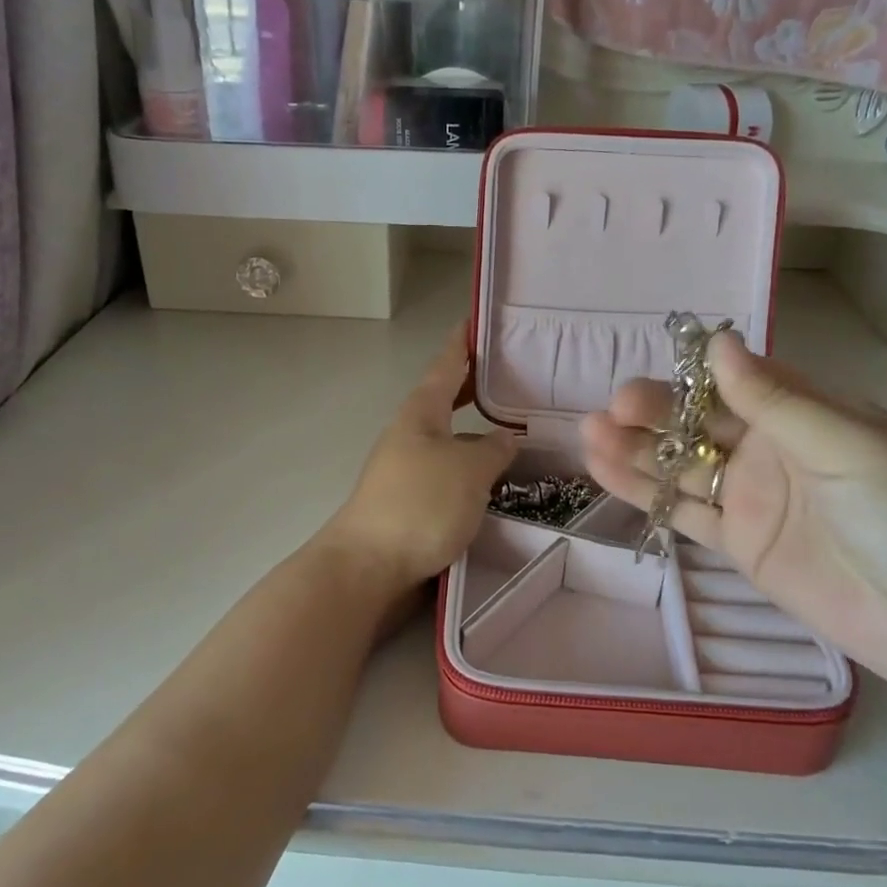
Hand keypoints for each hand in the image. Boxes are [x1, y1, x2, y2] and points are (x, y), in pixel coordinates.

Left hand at [321, 328, 517, 624]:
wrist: (367, 567)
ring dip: (479, 429)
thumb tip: (505, 438)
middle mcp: (412, 433)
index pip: (447, 364)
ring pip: (451, 436)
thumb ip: (494, 449)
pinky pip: (450, 469)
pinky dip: (474, 465)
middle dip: (478, 385)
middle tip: (517, 375)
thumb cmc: (420, 504)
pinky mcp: (412, 500)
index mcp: (422, 412)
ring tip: (519, 428)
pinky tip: (496, 479)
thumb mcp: (468, 469)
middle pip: (448, 398)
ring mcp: (409, 467)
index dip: (464, 341)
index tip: (479, 318)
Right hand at [581, 332, 886, 706]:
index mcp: (807, 413)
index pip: (738, 380)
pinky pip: (684, 511)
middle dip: (655, 412)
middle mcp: (773, 448)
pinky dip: (644, 492)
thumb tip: (719, 342)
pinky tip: (604, 471)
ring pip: (682, 464)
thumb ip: (776, 400)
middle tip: (613, 409)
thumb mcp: (847, 446)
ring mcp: (752, 497)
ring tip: (589, 433)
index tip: (654, 372)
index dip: (691, 375)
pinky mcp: (740, 543)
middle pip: (700, 421)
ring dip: (637, 448)